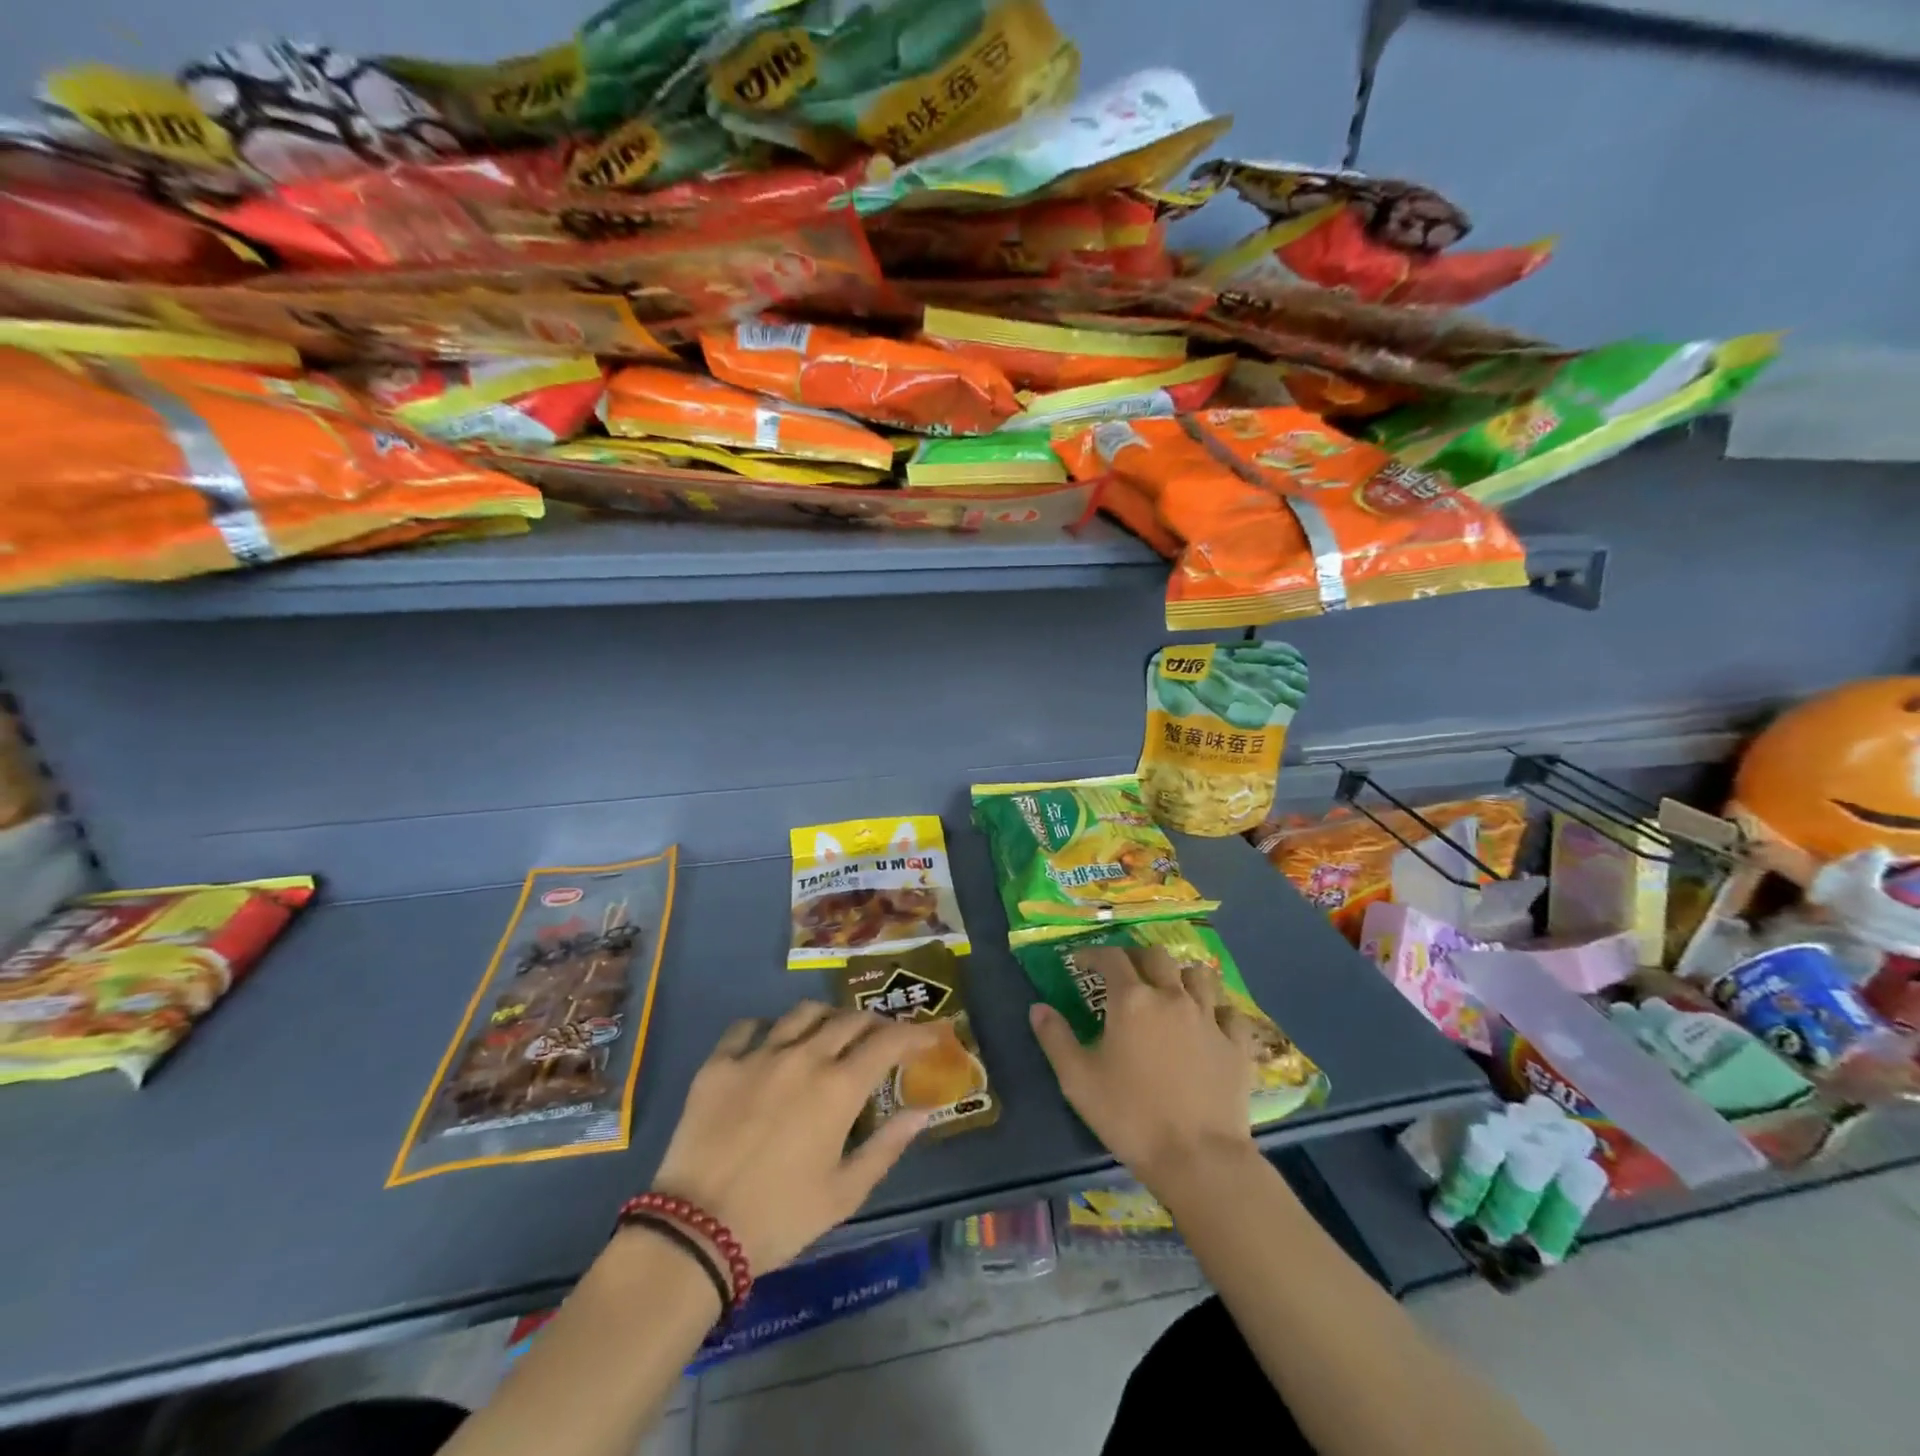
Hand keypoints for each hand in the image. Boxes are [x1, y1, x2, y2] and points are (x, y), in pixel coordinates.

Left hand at [649, 1002, 938, 1272]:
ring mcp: (758, 1054)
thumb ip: (887, 1146)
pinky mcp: (719, 1063)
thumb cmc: (780, 1218)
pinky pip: (748, 1027)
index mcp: (838, 1087)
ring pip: (802, 1013)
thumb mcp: (844, 1193)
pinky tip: (770, 1044)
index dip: (914, 1033)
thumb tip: (923, 1111)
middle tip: (882, 1038)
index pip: (887, 1042)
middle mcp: (803, 1057)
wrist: (695, 1232)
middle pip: (848, 1019)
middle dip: (874, 1023)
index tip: (931, 1035)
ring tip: (830, 1033)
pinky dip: (767, 1029)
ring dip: (826, 1017)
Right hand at [1028, 945, 1257, 1194]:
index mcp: (1131, 1000)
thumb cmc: (1131, 1117)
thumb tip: (1038, 1007)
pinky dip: (1216, 1009)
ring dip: (1179, 975)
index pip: (1111, 957)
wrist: (1199, 1159)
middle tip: (1123, 972)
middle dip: (1135, 957)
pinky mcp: (1236, 1044)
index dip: (1093, 954)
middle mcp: (1171, 997)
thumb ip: (1055, 1038)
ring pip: (1197, 975)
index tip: (1081, 961)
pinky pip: (1229, 1011)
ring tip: (1168, 989)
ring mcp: (1209, 1018)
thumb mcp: (1078, 1080)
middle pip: (1155, 956)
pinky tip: (1208, 1022)